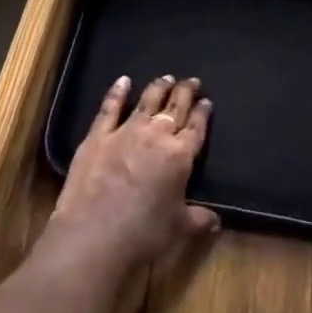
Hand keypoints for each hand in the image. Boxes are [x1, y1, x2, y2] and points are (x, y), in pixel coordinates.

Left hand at [52, 74, 218, 268]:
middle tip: (192, 81)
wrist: (93, 236)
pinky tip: (123, 81)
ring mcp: (126, 131)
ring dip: (159, 87)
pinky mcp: (98, 135)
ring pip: (147, 101)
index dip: (203, 113)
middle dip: (185, 92)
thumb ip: (199, 220)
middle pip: (175, 107)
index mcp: (180, 156)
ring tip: (167, 77)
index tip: (206, 101)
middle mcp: (156, 135)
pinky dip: (117, 92)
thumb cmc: (142, 234)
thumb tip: (217, 220)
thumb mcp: (178, 230)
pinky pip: (110, 107)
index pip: (196, 127)